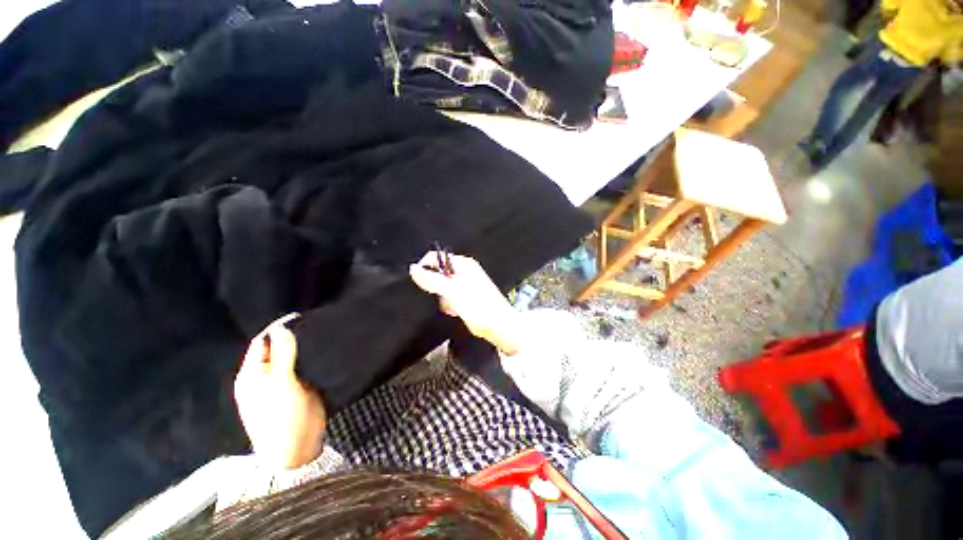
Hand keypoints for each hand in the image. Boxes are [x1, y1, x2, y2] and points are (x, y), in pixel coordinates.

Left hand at [234, 314, 326, 469]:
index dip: (277, 328)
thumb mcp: (281, 383)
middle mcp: (265, 376)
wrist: (296, 449)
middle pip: (277, 349)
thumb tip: (280, 327)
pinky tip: (324, 351)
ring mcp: (282, 383)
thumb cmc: (282, 416)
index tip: (299, 316)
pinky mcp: (298, 389)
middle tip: (314, 323)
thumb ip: (282, 354)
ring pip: (292, 358)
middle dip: (292, 336)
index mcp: (252, 374)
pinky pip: (303, 368)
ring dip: (303, 347)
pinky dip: (311, 358)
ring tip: (321, 334)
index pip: (261, 342)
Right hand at [409, 252, 523, 354]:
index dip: (425, 268)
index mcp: (463, 264)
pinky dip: (449, 304)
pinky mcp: (465, 297)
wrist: (498, 326)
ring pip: (442, 288)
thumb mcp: (453, 291)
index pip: (436, 257)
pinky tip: (456, 310)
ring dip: (443, 298)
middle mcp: (464, 271)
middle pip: (438, 273)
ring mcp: (465, 284)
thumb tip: (413, 269)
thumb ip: (432, 280)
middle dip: (435, 287)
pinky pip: (448, 298)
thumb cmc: (481, 307)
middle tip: (442, 297)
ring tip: (452, 306)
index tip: (422, 283)